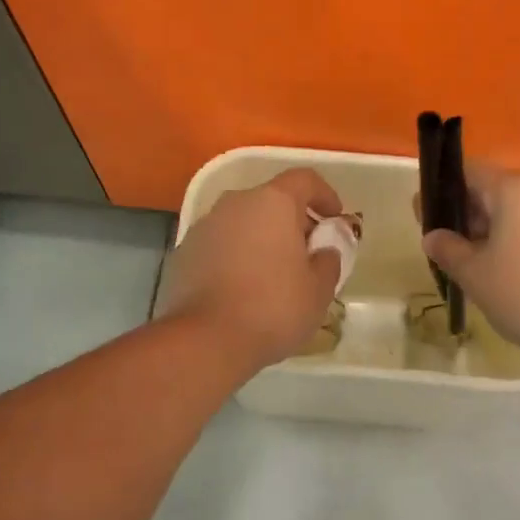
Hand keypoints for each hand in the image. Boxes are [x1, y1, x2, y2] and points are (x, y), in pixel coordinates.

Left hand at [157, 168, 343, 371]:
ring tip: (275, 273)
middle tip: (307, 251)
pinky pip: (220, 244)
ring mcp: (205, 226)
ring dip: (261, 238)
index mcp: (273, 202)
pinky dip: (236, 255)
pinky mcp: (184, 252)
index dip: (324, 195)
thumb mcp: (319, 290)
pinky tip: (244, 287)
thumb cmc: (273, 308)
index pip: (304, 179)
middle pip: (271, 200)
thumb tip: (323, 251)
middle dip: (292, 220)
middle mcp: (236, 203)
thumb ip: (328, 261)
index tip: (334, 218)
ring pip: (243, 221)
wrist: (206, 340)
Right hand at [420, 163, 519, 359]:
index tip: (423, 219)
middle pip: (486, 190)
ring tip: (464, 263)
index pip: (465, 171)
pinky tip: (495, 271)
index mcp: (511, 189)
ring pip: (506, 211)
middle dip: (459, 215)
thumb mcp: (474, 274)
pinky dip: (505, 240)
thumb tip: (432, 236)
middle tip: (440, 246)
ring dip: (482, 231)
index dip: (439, 191)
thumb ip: (447, 249)